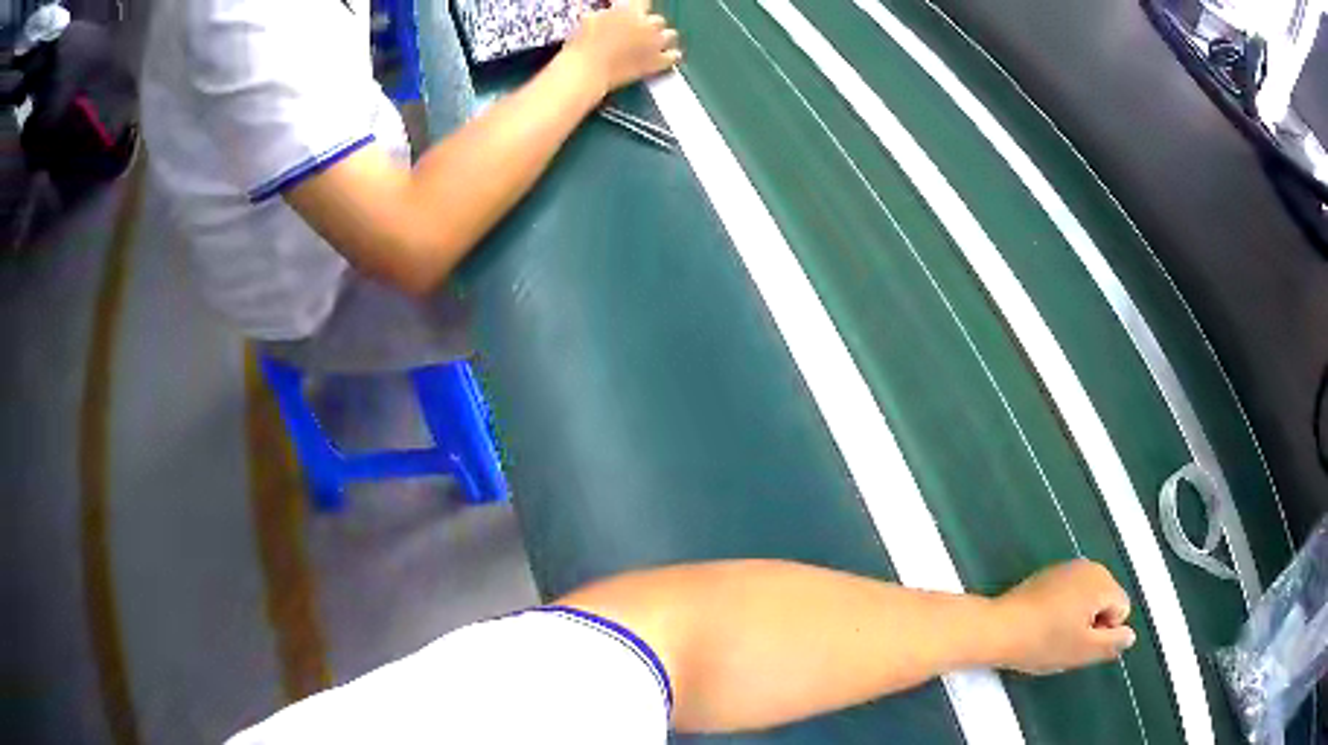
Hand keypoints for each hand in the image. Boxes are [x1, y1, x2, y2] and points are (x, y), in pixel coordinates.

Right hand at [562, 0, 681, 96]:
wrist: (587, 70)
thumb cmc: (582, 44)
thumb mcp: (591, 19)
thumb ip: (608, 13)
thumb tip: (611, 12)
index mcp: (630, 10)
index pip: (643, 2)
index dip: (638, 8)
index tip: (634, 13)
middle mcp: (647, 23)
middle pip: (658, 20)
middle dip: (648, 26)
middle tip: (638, 33)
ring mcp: (655, 43)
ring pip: (670, 35)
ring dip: (662, 38)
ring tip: (653, 43)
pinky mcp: (657, 62)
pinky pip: (674, 56)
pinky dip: (672, 55)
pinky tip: (668, 56)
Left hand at [992, 559, 1137, 674]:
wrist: (998, 628)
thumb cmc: (1044, 641)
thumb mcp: (1082, 651)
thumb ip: (1112, 643)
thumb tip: (1130, 636)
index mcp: (1103, 581)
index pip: (1122, 609)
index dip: (1105, 632)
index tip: (1080, 641)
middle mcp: (1089, 566)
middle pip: (1106, 600)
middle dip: (1093, 623)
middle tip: (1066, 640)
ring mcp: (1067, 567)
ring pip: (1087, 599)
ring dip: (1077, 618)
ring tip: (1052, 633)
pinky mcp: (1048, 574)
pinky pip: (1069, 594)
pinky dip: (1062, 609)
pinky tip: (1042, 623)